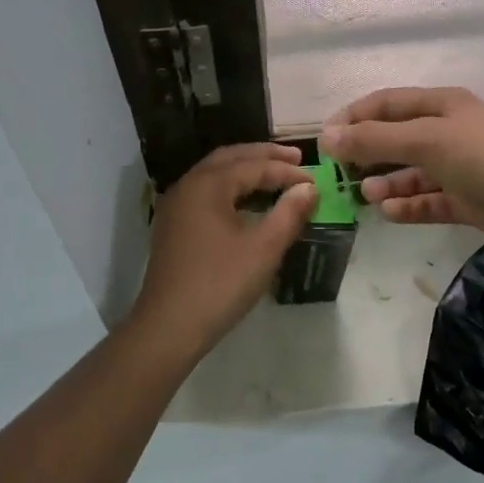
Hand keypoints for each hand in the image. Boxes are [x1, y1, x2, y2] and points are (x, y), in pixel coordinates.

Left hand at [130, 143, 315, 350]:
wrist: (168, 326)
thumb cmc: (219, 284)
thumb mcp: (263, 249)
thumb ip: (289, 213)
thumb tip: (309, 189)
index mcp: (208, 184)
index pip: (254, 166)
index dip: (287, 172)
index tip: (315, 180)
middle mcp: (188, 184)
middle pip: (230, 158)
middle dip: (264, 156)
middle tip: (296, 159)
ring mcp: (176, 204)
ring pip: (215, 173)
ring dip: (246, 169)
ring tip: (275, 174)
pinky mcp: (173, 224)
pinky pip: (205, 191)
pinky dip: (230, 186)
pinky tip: (247, 201)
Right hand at [320, 87, 483, 250]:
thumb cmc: (482, 156)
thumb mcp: (424, 140)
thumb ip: (374, 139)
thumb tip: (327, 136)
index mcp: (440, 105)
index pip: (386, 103)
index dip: (354, 117)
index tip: (325, 139)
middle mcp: (447, 131)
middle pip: (396, 138)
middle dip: (367, 152)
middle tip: (339, 171)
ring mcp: (458, 167)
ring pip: (411, 172)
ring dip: (386, 182)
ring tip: (365, 195)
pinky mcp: (467, 199)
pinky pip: (429, 200)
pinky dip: (409, 205)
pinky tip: (389, 213)